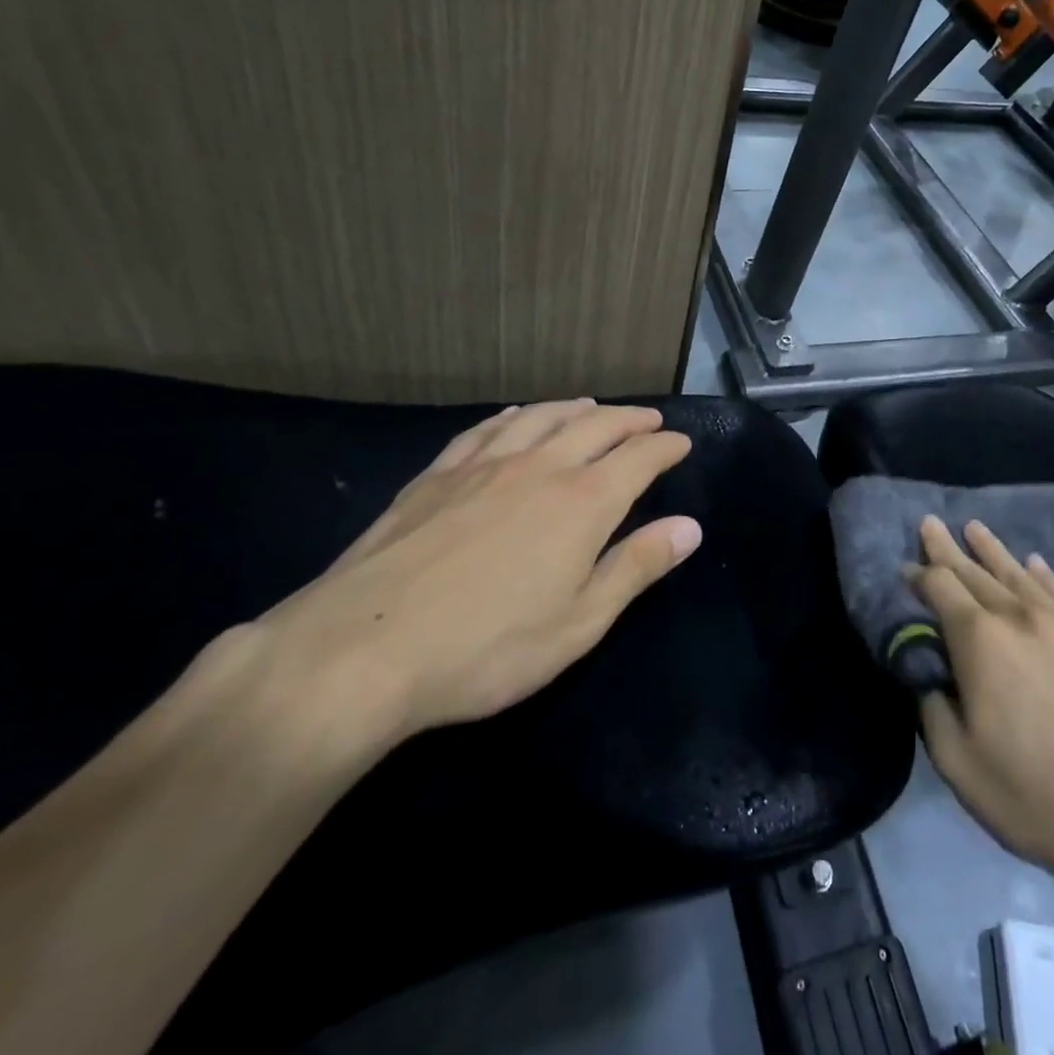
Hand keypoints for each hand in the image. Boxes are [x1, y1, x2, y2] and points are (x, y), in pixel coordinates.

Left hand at [256, 400, 699, 743]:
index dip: (665, 446)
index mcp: (582, 503)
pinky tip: (515, 416)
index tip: (682, 442)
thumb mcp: (579, 623)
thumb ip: (636, 567)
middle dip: (629, 419)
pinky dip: (513, 416)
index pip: (638, 459)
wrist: (363, 648)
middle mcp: (539, 468)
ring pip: (541, 418)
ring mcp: (483, 466)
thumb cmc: (486, 648)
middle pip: (595, 426)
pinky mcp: (437, 475)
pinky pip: (486, 430)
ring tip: (591, 406)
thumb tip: (690, 527)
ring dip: (575, 408)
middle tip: (649, 418)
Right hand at [911, 516, 1053, 911]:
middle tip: (930, 523)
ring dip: (992, 550)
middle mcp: (1019, 618)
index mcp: (980, 641)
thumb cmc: (1032, 797)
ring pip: (1018, 575)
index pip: (939, 587)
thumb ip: (930, 705)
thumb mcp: (956, 762)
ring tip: (974, 527)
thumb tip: (927, 671)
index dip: (917, 574)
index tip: (903, 568)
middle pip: (975, 572)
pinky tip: (1035, 563)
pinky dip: (1043, 575)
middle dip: (947, 549)